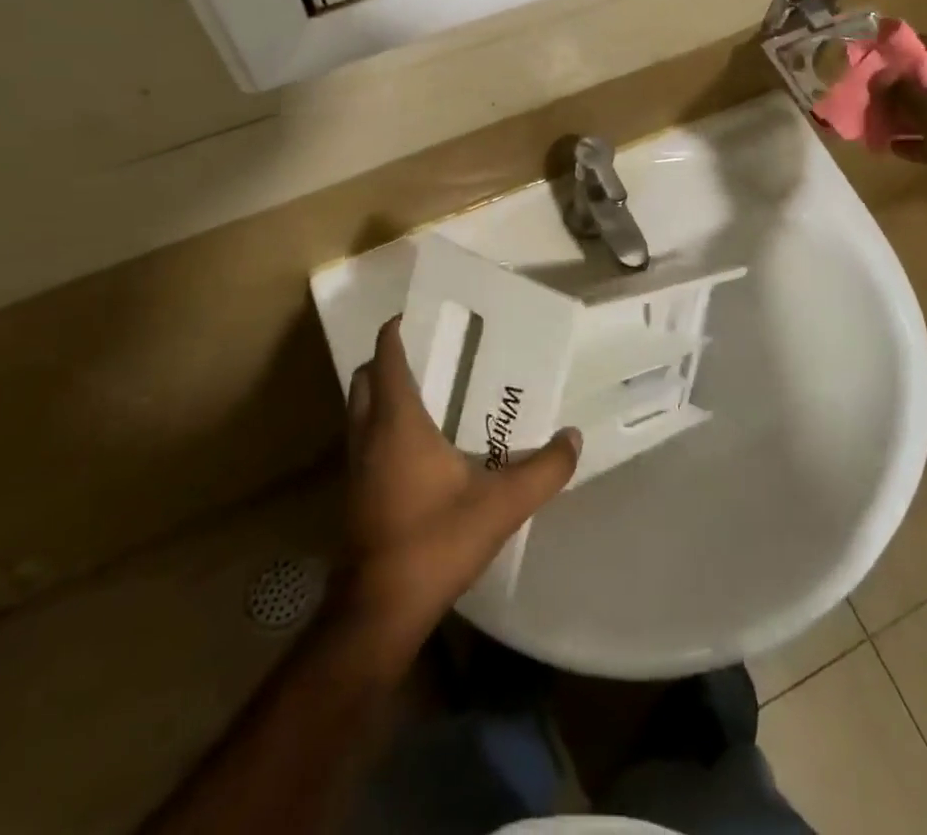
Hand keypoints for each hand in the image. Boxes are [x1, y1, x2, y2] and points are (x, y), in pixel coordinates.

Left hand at [338, 318, 579, 654]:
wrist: (378, 610)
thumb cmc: (435, 542)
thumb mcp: (502, 504)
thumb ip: (544, 468)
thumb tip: (573, 437)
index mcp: (397, 420)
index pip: (386, 355)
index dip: (398, 329)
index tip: (424, 315)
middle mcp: (368, 432)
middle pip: (366, 376)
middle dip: (390, 358)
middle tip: (432, 354)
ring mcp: (355, 463)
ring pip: (359, 407)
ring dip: (383, 392)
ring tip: (429, 392)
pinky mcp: (353, 489)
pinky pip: (362, 436)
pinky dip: (381, 423)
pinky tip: (418, 444)